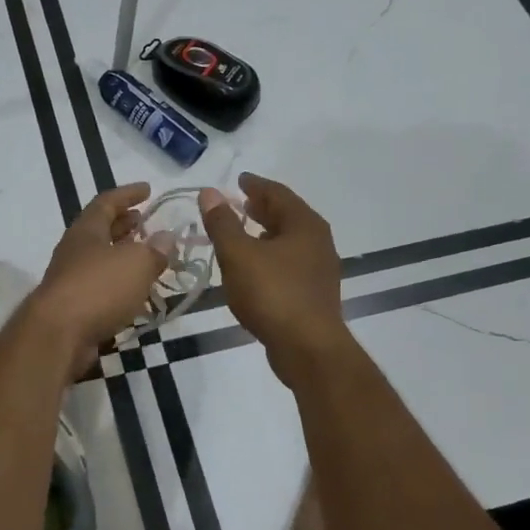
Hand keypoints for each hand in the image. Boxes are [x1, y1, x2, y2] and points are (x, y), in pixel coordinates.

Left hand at [31, 184, 166, 375]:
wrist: (57, 336)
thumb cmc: (97, 289)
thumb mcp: (136, 264)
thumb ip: (155, 250)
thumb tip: (166, 237)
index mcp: (86, 230)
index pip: (106, 202)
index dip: (128, 194)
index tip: (148, 189)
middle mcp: (75, 250)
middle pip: (101, 230)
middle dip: (124, 224)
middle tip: (146, 222)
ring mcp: (70, 279)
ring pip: (100, 259)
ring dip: (123, 255)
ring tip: (147, 257)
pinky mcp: (73, 308)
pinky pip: (100, 287)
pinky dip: (119, 284)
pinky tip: (135, 293)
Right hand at [198, 173, 350, 382]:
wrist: (307, 348)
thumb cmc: (272, 293)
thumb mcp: (238, 254)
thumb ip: (222, 223)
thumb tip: (210, 193)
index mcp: (304, 225)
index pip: (278, 193)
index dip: (256, 185)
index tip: (239, 181)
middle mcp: (318, 242)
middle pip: (287, 216)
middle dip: (262, 208)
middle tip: (240, 203)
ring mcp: (319, 269)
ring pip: (289, 241)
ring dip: (266, 233)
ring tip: (242, 233)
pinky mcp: (314, 294)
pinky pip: (290, 263)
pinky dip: (271, 255)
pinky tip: (254, 267)